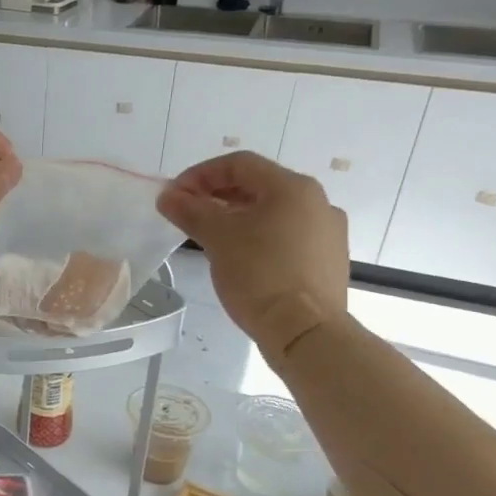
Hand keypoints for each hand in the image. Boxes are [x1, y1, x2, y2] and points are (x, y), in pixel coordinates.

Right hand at [157, 151, 348, 359]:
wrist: (306, 331)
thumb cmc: (260, 275)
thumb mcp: (217, 239)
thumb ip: (190, 211)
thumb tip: (167, 195)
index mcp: (292, 187)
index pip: (239, 164)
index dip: (200, 174)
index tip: (174, 195)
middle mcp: (317, 201)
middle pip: (258, 185)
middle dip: (217, 195)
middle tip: (187, 213)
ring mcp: (327, 232)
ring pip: (273, 212)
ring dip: (237, 216)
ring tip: (210, 236)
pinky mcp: (328, 259)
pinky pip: (287, 235)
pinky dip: (259, 236)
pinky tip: (240, 258)